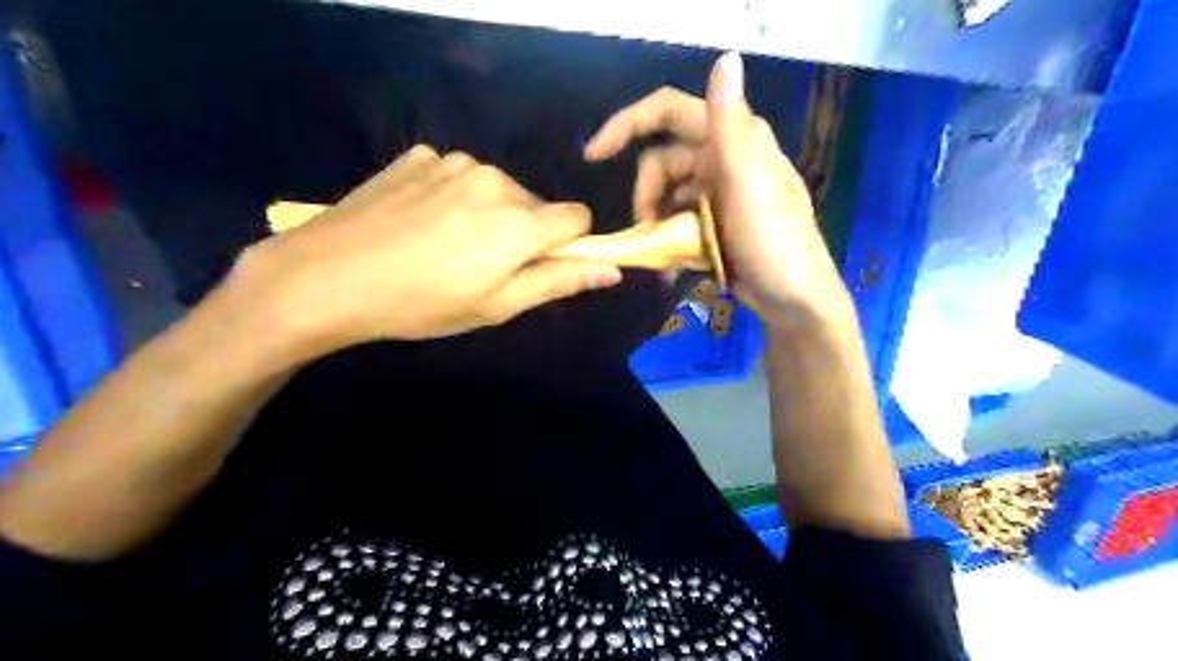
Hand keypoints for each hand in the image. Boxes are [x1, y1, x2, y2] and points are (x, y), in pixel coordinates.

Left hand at [232, 144, 618, 351]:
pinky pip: (458, 176)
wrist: (326, 276)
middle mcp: (494, 178)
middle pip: (535, 204)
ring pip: (498, 189)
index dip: (566, 244)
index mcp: (519, 220)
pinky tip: (419, 221)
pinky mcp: (419, 155)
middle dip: (523, 232)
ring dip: (488, 214)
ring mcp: (453, 161)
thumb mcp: (497, 306)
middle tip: (481, 266)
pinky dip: (453, 197)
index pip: (577, 217)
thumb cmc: (422, 304)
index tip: (538, 266)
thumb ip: (559, 281)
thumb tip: (611, 269)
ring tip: (446, 245)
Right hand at [585, 53, 852, 328]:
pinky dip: (667, 241)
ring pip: (664, 197)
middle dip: (647, 196)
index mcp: (734, 140)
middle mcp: (722, 160)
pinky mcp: (712, 224)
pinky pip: (675, 222)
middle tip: (649, 232)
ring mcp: (716, 195)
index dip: (628, 124)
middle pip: (660, 164)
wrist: (794, 302)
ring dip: (655, 225)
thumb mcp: (750, 184)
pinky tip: (669, 265)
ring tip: (661, 257)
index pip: (670, 112)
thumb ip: (730, 126)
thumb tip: (727, 57)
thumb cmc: (776, 243)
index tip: (595, 155)